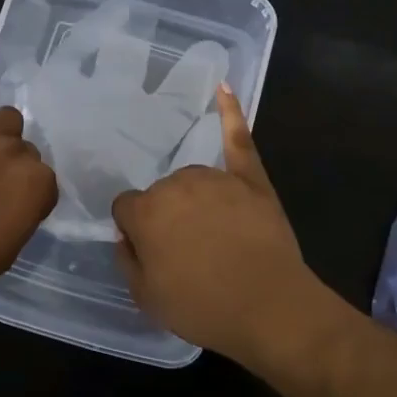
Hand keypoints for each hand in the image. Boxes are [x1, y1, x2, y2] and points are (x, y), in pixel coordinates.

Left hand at [0, 83, 56, 300]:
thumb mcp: (8, 252)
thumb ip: (21, 218)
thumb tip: (19, 205)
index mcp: (35, 184)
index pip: (46, 183)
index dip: (32, 198)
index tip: (17, 212)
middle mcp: (13, 153)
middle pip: (27, 150)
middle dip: (16, 167)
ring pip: (7, 118)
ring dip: (2, 134)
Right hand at [110, 85, 320, 367]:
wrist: (270, 308)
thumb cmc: (203, 307)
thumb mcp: (146, 297)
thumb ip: (127, 259)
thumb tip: (126, 235)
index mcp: (146, 211)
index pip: (126, 208)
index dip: (137, 232)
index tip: (152, 253)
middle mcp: (176, 184)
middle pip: (162, 195)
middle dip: (168, 218)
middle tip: (188, 253)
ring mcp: (216, 177)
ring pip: (193, 181)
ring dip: (195, 200)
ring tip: (216, 236)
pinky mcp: (251, 178)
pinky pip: (237, 139)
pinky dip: (230, 113)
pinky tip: (223, 88)